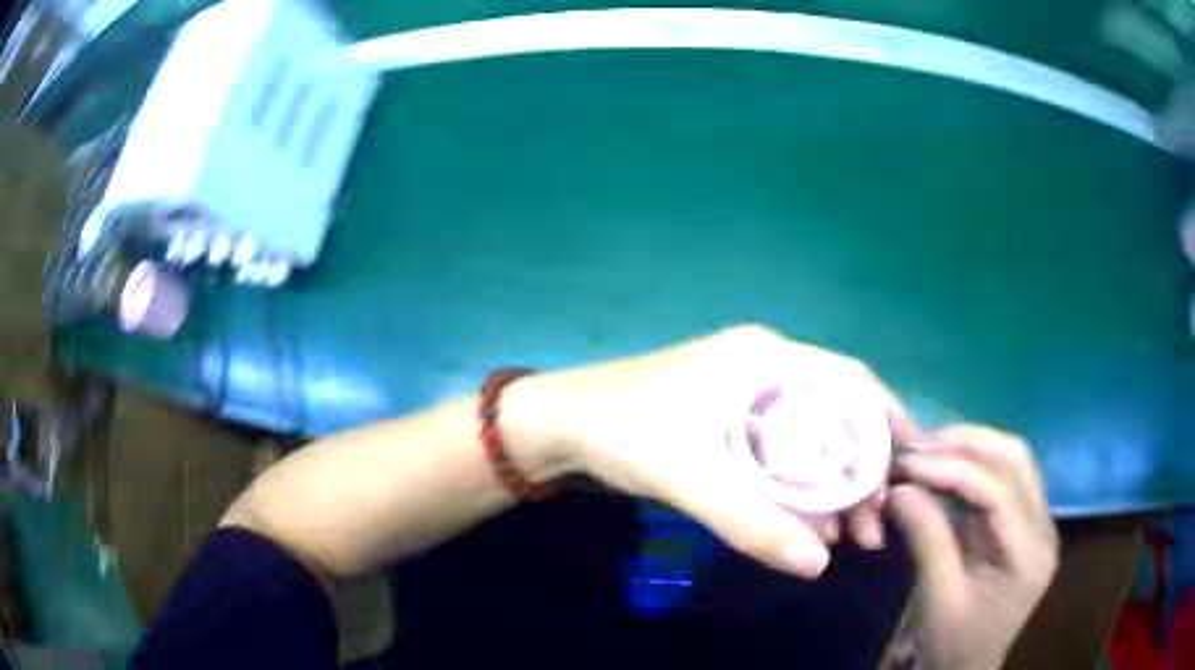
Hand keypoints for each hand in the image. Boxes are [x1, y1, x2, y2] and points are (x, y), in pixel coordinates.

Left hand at [542, 325, 916, 577]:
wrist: (562, 427)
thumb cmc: (623, 433)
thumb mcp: (690, 478)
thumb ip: (753, 523)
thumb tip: (819, 564)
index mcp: (765, 360)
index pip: (850, 382)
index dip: (888, 421)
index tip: (911, 467)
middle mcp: (766, 371)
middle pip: (837, 416)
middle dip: (862, 471)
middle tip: (874, 524)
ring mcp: (749, 399)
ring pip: (812, 440)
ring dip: (833, 486)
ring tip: (850, 535)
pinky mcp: (732, 426)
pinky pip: (784, 455)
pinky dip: (802, 489)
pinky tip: (810, 525)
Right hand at [888, 426, 1058, 669]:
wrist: (967, 669)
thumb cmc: (954, 644)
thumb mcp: (937, 599)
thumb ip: (927, 539)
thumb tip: (900, 488)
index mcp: (1030, 553)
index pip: (998, 491)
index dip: (953, 468)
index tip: (909, 462)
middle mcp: (1044, 526)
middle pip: (1014, 460)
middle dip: (965, 444)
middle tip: (918, 445)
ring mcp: (1037, 522)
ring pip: (1012, 460)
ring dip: (970, 448)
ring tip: (928, 450)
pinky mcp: (1023, 523)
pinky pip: (1003, 479)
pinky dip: (972, 467)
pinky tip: (943, 469)